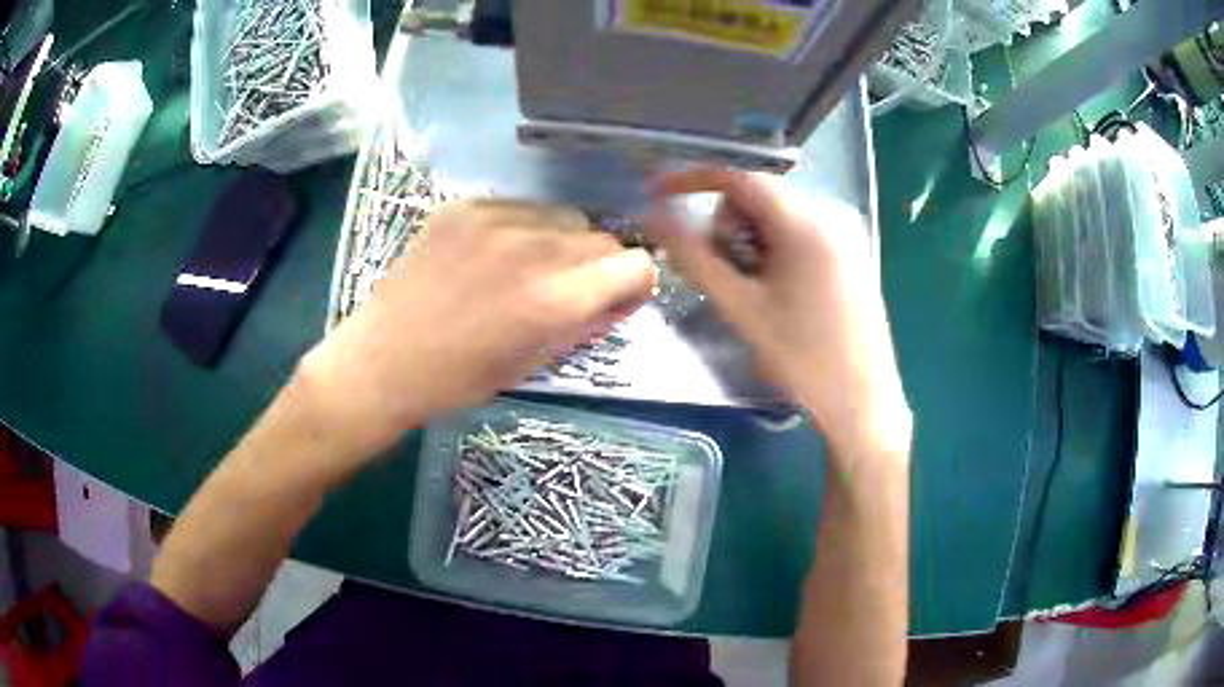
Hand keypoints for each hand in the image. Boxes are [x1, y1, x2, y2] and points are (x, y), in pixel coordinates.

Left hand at [296, 200, 655, 469]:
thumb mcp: (536, 362)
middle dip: (597, 267)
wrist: (385, 359)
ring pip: (564, 217)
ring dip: (561, 243)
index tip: (612, 299)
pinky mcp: (465, 206)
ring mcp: (496, 219)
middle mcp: (535, 247)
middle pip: (603, 238)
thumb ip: (589, 323)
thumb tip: (622, 296)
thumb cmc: (461, 378)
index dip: (632, 285)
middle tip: (564, 291)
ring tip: (524, 270)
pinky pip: (520, 207)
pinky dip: (521, 229)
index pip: (636, 265)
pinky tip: (489, 255)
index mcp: (556, 298)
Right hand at [645, 168, 909, 455]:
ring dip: (751, 242)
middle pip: (757, 196)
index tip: (657, 193)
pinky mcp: (852, 254)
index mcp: (805, 223)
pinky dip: (776, 250)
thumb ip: (694, 257)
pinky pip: (800, 232)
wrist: (863, 404)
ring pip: (776, 216)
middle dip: (728, 227)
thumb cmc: (803, 360)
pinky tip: (781, 292)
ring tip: (755, 292)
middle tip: (725, 277)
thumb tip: (652, 216)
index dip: (692, 178)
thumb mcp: (742, 308)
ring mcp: (846, 234)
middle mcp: (829, 215)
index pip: (738, 175)